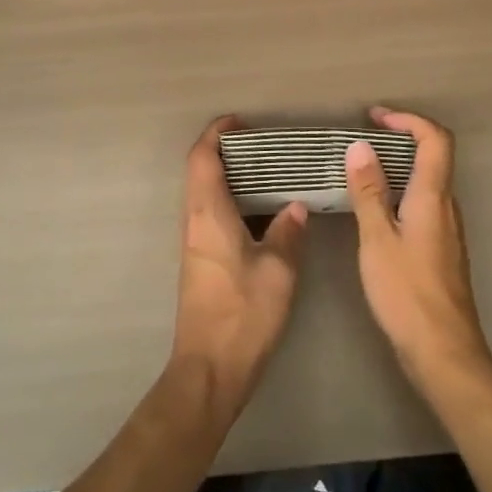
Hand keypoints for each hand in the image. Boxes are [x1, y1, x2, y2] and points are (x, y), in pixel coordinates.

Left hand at [170, 116, 307, 417]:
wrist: (209, 369)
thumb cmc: (243, 313)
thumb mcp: (278, 270)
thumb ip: (288, 232)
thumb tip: (296, 206)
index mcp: (208, 213)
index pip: (202, 158)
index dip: (216, 133)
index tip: (239, 121)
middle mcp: (194, 221)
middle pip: (200, 171)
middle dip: (225, 151)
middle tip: (262, 145)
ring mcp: (194, 243)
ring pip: (205, 194)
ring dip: (229, 177)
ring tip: (268, 172)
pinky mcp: (200, 262)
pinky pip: (211, 214)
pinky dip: (232, 200)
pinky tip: (262, 213)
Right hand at [346, 107, 491, 394]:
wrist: (444, 353)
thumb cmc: (407, 293)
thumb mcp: (377, 239)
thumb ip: (369, 192)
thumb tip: (360, 146)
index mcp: (433, 197)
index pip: (435, 139)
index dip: (408, 119)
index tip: (375, 117)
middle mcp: (446, 207)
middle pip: (433, 156)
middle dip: (399, 138)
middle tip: (362, 139)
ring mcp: (447, 230)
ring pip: (428, 182)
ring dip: (398, 166)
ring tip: (362, 170)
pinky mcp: (441, 250)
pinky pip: (423, 203)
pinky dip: (400, 191)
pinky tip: (376, 209)